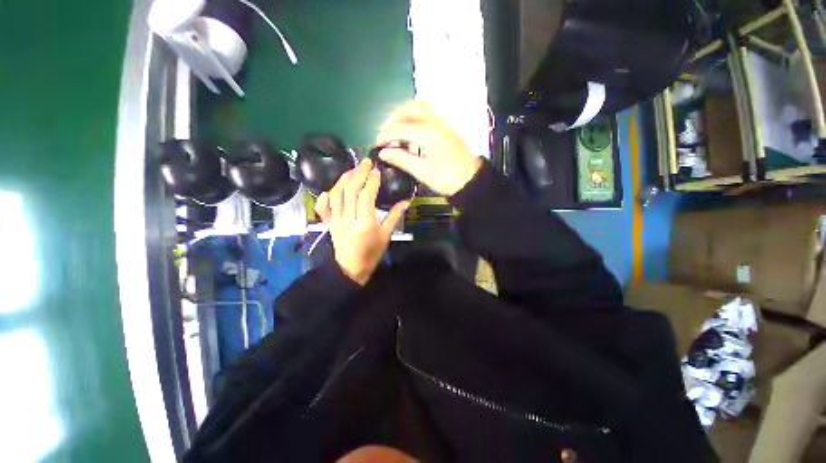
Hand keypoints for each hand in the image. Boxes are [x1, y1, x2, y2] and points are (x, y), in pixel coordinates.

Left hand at [314, 158, 409, 284]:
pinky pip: (323, 207)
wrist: (351, 268)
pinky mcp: (328, 222)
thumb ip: (394, 217)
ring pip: (336, 193)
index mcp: (364, 223)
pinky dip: (325, 195)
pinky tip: (331, 189)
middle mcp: (348, 218)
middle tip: (366, 162)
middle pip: (350, 190)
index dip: (371, 181)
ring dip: (344, 178)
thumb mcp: (386, 236)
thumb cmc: (372, 253)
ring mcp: (335, 220)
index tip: (377, 170)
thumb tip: (405, 201)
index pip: (365, 196)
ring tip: (353, 169)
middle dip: (359, 173)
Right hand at [375, 101, 482, 195]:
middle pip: (408, 109)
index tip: (378, 145)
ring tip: (399, 137)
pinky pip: (427, 117)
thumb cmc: (447, 178)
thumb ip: (401, 159)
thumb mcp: (422, 171)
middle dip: (393, 120)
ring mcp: (442, 123)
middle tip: (387, 136)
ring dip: (404, 119)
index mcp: (427, 133)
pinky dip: (415, 123)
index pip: (399, 127)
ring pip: (419, 109)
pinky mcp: (446, 128)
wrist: (470, 180)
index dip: (385, 135)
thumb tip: (384, 153)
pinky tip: (413, 139)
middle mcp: (435, 122)